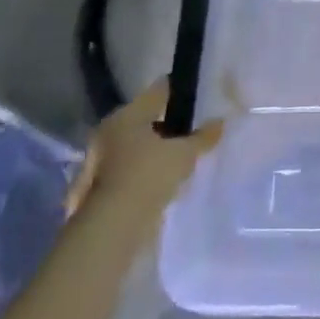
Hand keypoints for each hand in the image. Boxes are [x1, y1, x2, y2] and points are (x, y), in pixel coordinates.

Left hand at [65, 79, 221, 225]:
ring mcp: (100, 160)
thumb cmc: (148, 176)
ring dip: (155, 149)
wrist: (112, 228)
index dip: (179, 90)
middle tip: (192, 129)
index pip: (158, 91)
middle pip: (144, 118)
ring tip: (181, 158)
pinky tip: (164, 179)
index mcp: (126, 116)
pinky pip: (130, 169)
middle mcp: (108, 132)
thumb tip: (220, 122)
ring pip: (135, 145)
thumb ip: (203, 137)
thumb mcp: (184, 154)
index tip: (197, 93)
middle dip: (167, 123)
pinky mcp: (99, 187)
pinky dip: (145, 170)